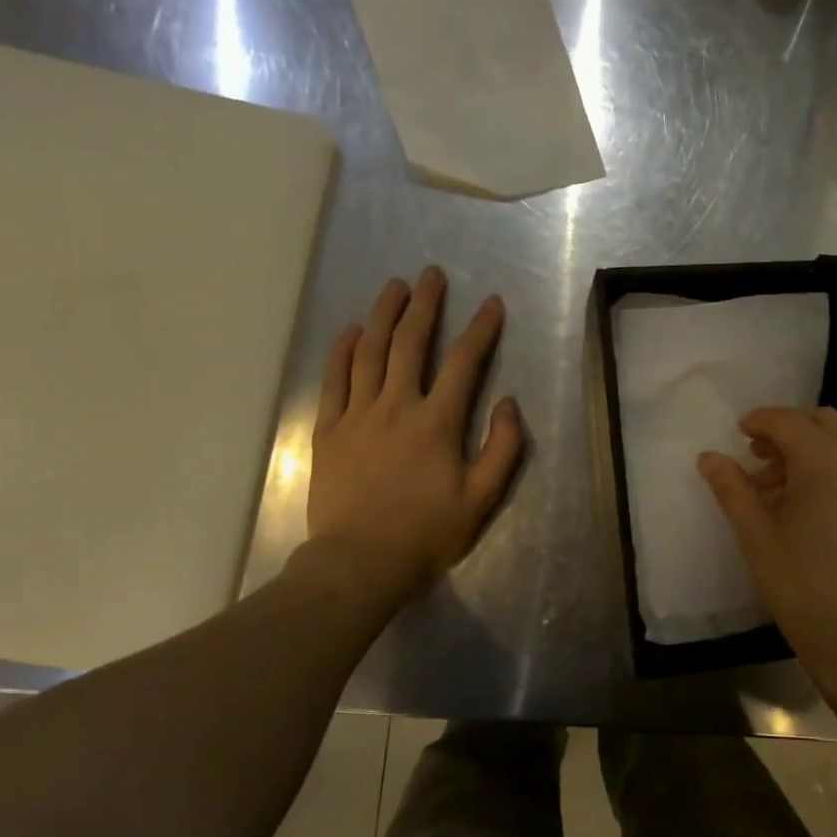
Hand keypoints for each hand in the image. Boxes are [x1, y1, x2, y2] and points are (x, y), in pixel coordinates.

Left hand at [290, 266, 522, 613]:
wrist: (360, 561)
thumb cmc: (426, 532)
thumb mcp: (482, 498)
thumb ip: (502, 448)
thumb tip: (508, 403)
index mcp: (437, 422)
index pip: (464, 362)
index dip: (480, 329)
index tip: (491, 303)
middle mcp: (397, 406)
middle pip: (410, 343)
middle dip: (425, 305)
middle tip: (431, 275)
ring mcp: (357, 415)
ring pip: (369, 352)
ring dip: (383, 315)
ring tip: (394, 286)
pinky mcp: (328, 430)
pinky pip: (334, 380)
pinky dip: (342, 350)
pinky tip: (351, 329)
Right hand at [698, 407, 836, 693]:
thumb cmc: (806, 589)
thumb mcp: (758, 538)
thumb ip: (733, 490)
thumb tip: (709, 457)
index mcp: (827, 461)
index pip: (789, 422)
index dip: (760, 421)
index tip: (738, 433)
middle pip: (823, 423)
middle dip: (788, 431)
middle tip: (757, 459)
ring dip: (811, 451)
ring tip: (778, 492)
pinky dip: (833, 470)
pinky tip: (811, 509)